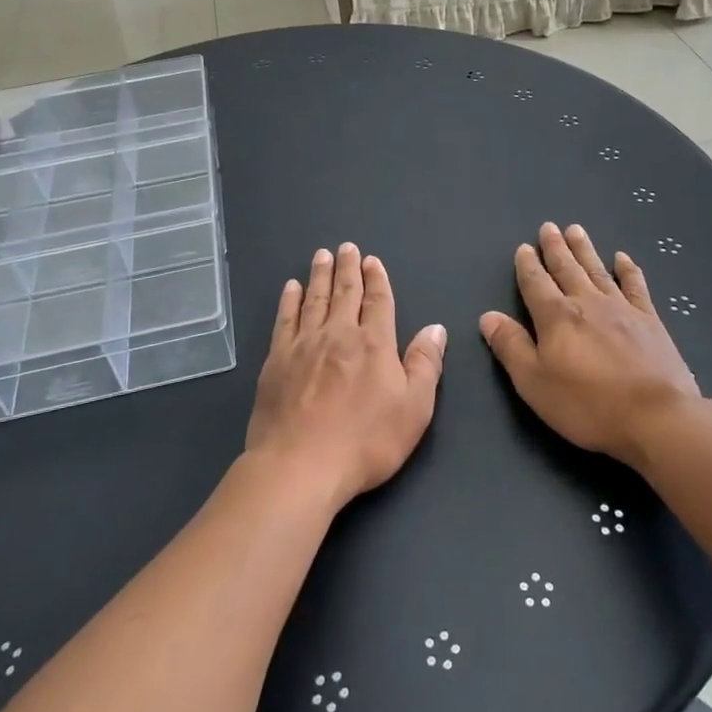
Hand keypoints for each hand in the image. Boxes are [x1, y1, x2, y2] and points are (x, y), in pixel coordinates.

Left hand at [246, 244, 445, 508]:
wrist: (300, 465)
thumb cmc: (366, 441)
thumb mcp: (414, 409)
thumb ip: (425, 365)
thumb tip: (435, 328)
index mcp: (374, 343)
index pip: (378, 302)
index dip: (376, 279)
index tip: (372, 260)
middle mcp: (338, 334)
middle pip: (345, 292)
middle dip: (348, 268)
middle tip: (346, 247)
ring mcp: (304, 344)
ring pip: (314, 299)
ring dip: (320, 276)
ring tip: (321, 256)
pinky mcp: (276, 360)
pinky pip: (284, 319)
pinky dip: (289, 300)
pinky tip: (291, 288)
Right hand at [479, 223, 699, 467]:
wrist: (657, 417)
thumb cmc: (588, 405)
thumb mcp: (534, 383)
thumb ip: (511, 347)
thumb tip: (488, 317)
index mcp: (556, 317)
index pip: (536, 283)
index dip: (527, 266)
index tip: (523, 248)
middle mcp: (587, 303)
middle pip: (567, 268)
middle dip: (555, 248)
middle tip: (548, 226)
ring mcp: (622, 309)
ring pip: (597, 270)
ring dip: (585, 250)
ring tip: (576, 229)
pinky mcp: (650, 321)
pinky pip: (636, 286)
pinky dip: (628, 270)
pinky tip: (622, 258)